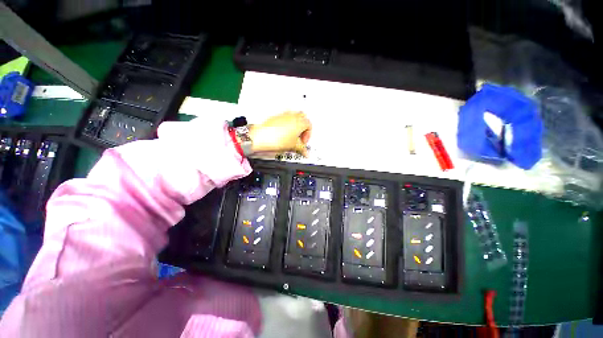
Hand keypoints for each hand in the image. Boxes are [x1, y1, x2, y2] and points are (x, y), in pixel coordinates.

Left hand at [248, 111, 311, 156]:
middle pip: (303, 118)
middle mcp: (293, 116)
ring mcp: (284, 115)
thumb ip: (302, 149)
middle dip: (303, 128)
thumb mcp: (293, 146)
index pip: (310, 126)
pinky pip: (285, 118)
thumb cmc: (276, 139)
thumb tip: (305, 152)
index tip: (303, 142)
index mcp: (300, 122)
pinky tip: (283, 134)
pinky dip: (287, 125)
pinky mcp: (276, 117)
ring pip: (294, 117)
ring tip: (291, 136)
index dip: (308, 135)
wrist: (261, 137)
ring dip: (295, 126)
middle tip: (299, 138)